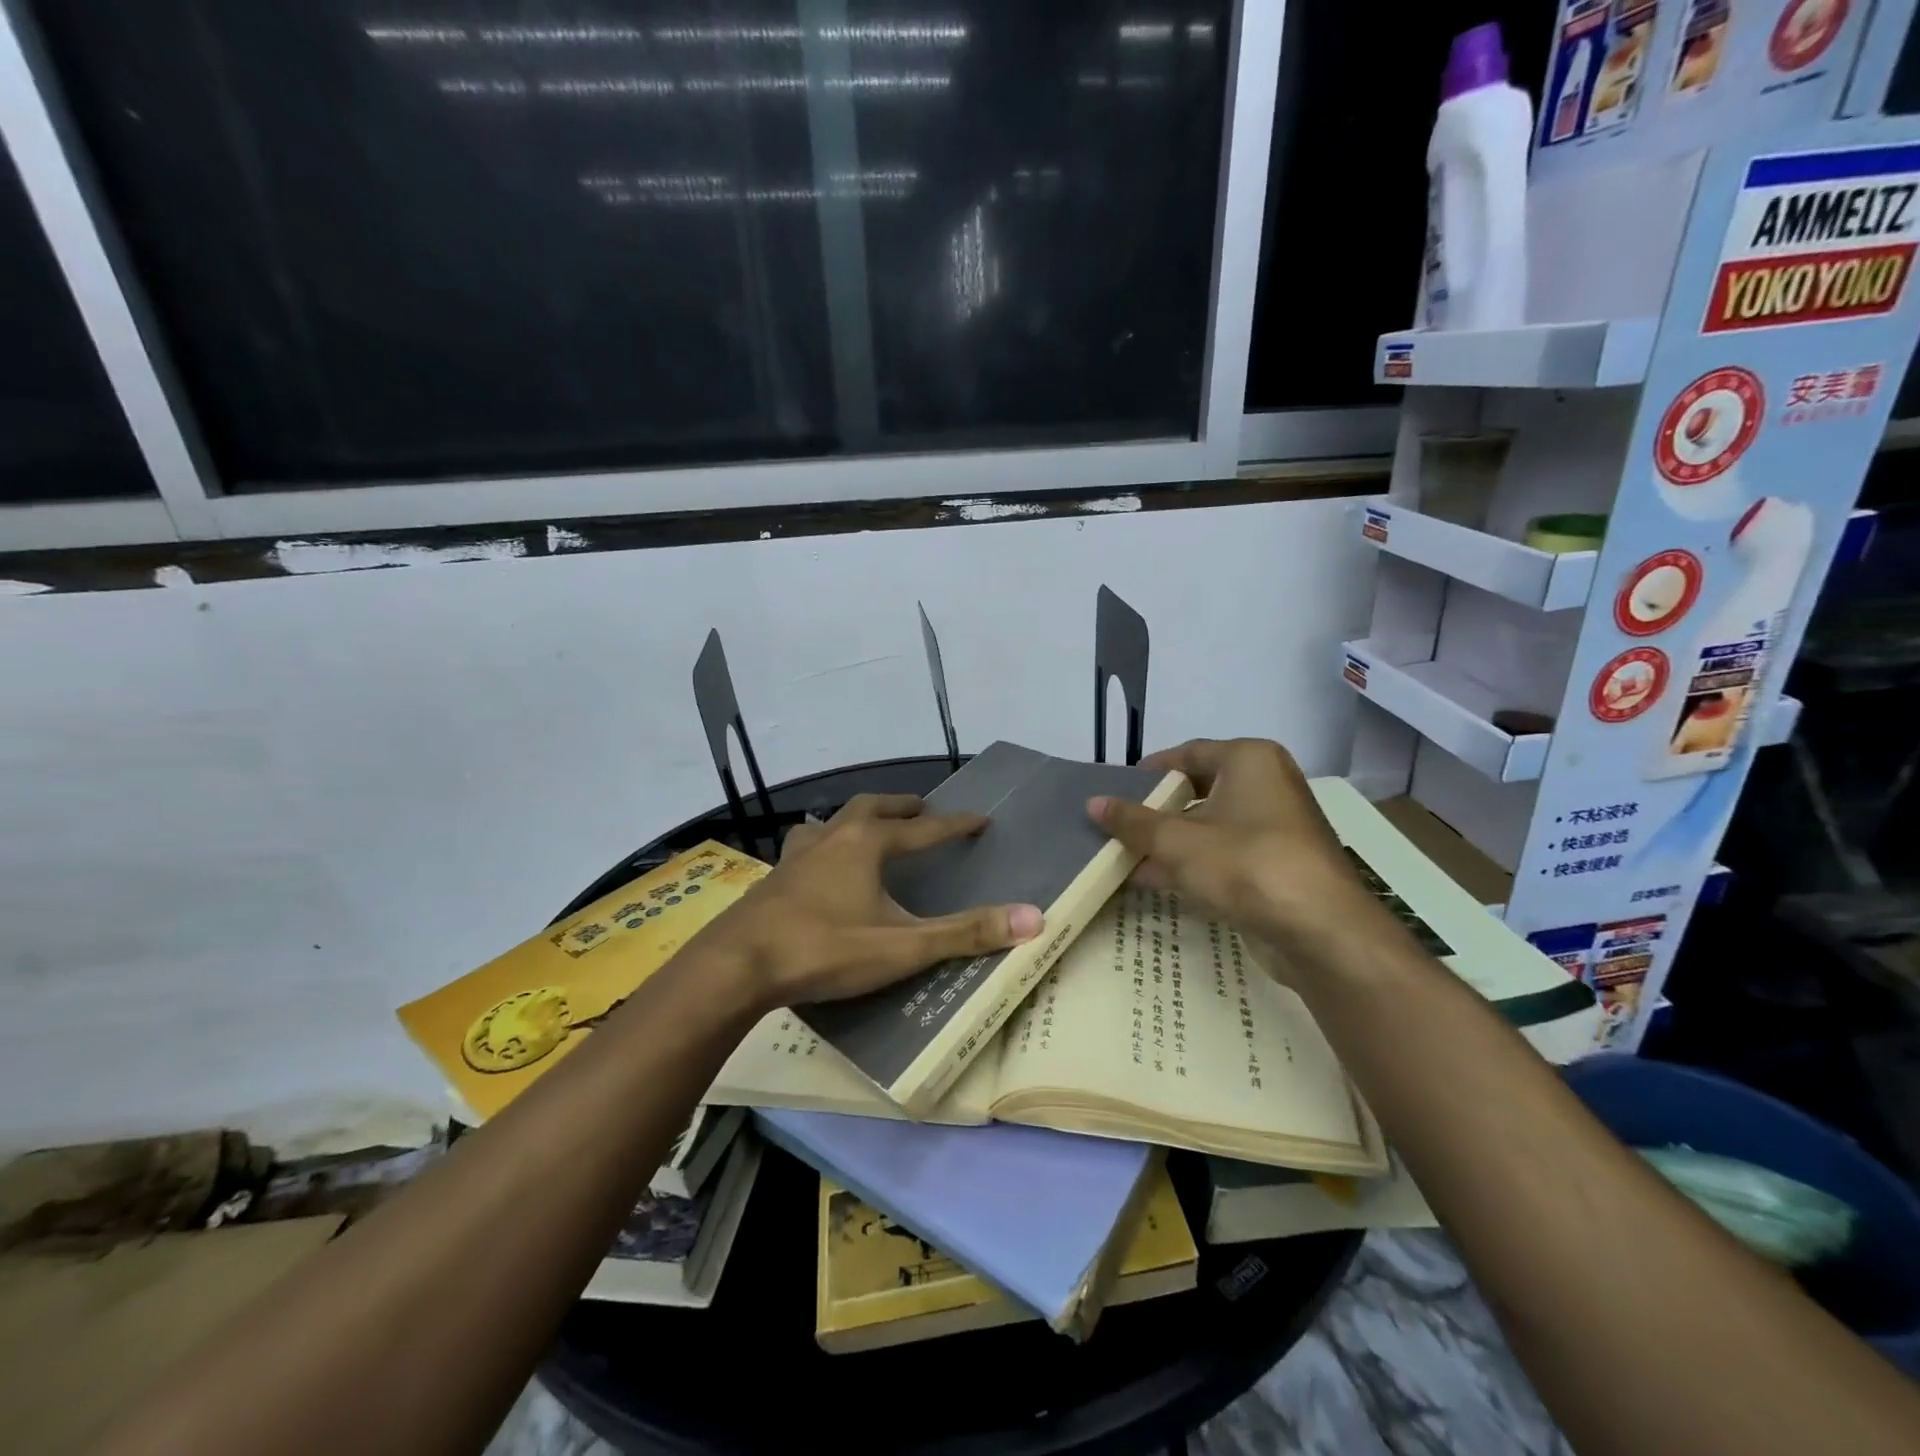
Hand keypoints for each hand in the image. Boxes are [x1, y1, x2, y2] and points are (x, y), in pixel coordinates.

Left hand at [696, 793, 1043, 1011]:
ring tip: (870, 829)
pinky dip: (824, 844)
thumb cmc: (825, 949)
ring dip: (858, 819)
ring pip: (833, 821)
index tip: (981, 820)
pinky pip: (806, 846)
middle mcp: (833, 837)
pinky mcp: (774, 877)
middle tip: (922, 810)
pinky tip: (819, 866)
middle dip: (902, 807)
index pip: (924, 829)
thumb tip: (1033, 917)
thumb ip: (965, 933)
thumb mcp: (902, 946)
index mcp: (867, 844)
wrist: (737, 965)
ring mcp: (797, 854)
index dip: (956, 825)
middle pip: (873, 808)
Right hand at [1087, 738, 1375, 955]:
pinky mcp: (1277, 866)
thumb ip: (1134, 822)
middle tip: (1117, 824)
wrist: (1320, 932)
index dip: (1150, 770)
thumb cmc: (1247, 865)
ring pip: (1210, 826)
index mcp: (1250, 761)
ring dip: (1170, 842)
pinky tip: (1154, 881)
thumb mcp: (1178, 842)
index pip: (1189, 753)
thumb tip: (1093, 802)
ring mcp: (1276, 828)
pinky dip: (1192, 863)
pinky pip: (1224, 854)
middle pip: (1198, 790)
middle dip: (1156, 811)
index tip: (1117, 788)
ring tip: (1124, 855)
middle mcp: (1267, 785)